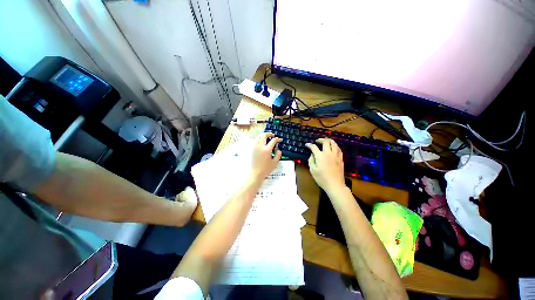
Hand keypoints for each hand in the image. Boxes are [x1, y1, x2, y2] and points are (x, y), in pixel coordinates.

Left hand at [250, 133, 281, 180]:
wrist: (255, 173)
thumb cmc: (266, 169)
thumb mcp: (275, 162)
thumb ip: (278, 154)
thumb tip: (278, 149)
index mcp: (266, 150)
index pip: (273, 141)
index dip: (277, 139)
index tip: (280, 140)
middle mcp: (260, 147)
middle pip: (264, 135)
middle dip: (269, 134)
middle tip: (273, 135)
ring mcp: (255, 147)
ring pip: (258, 137)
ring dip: (263, 135)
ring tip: (267, 136)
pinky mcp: (252, 149)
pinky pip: (255, 140)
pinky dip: (259, 138)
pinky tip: (261, 141)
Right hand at [306, 138, 345, 192]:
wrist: (335, 185)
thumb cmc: (322, 178)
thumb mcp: (312, 170)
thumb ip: (311, 160)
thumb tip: (312, 155)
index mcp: (320, 156)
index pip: (314, 147)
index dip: (309, 145)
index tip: (307, 144)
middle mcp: (328, 153)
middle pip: (326, 142)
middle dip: (321, 139)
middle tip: (317, 141)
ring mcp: (336, 156)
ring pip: (334, 144)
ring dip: (329, 141)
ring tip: (326, 142)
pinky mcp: (341, 159)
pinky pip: (339, 149)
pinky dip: (335, 146)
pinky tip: (333, 148)